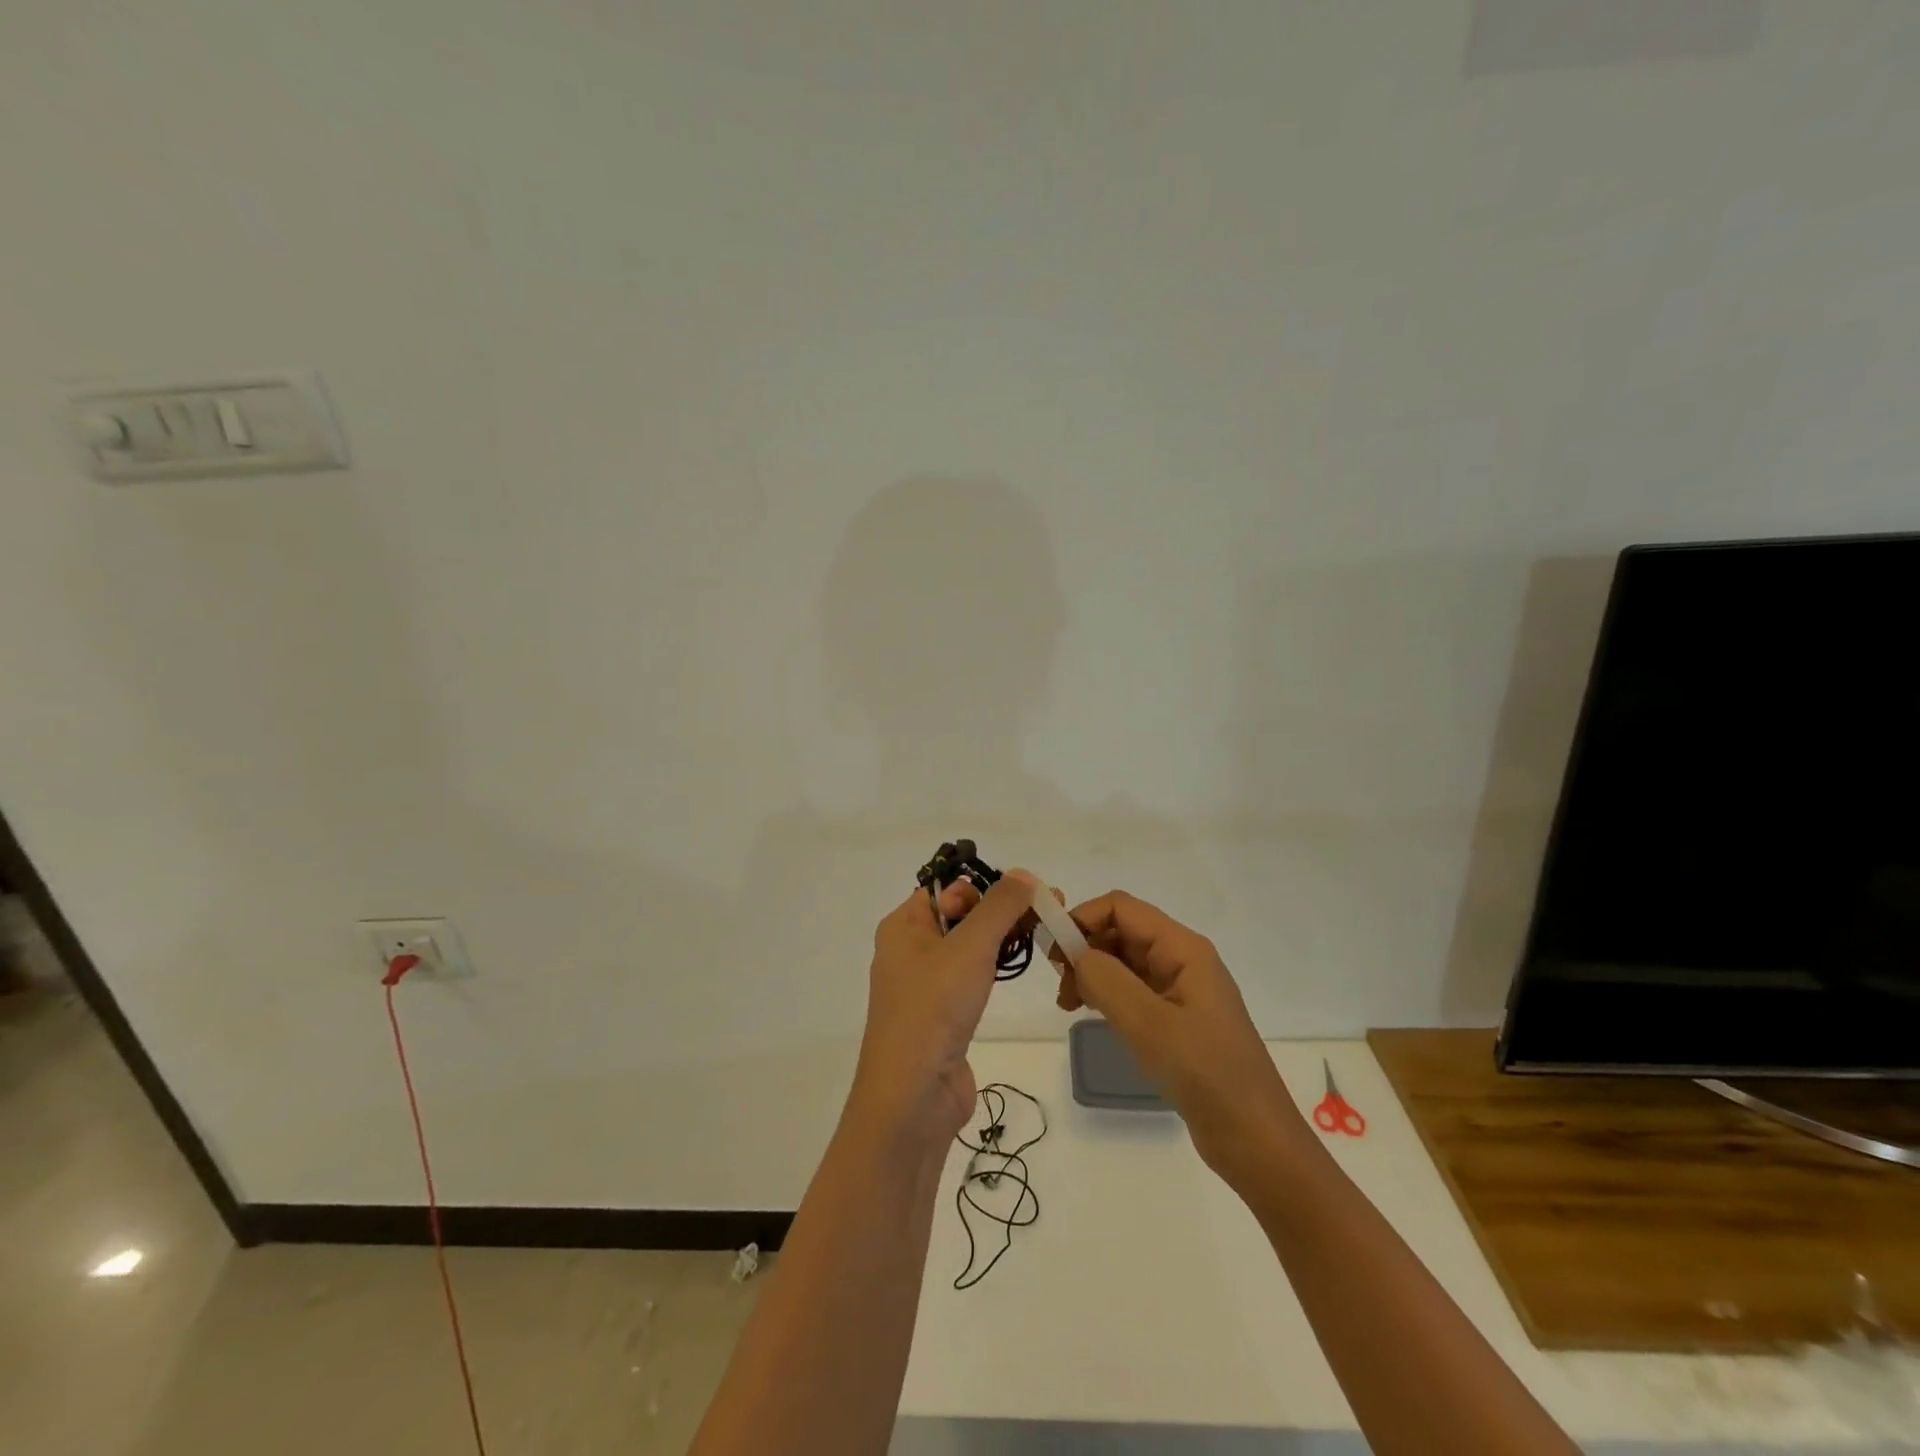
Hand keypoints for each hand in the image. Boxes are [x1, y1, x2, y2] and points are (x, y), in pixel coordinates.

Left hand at [849, 870, 1038, 1151]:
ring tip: (1044, 931)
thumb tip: (1023, 873)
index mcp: (903, 926)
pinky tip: (1019, 967)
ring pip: (969, 947)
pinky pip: (972, 977)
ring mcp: (926, 985)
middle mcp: (910, 950)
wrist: (913, 1097)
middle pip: (960, 915)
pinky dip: (995, 968)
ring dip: (1002, 937)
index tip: (1027, 893)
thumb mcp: (970, 946)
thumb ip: (1000, 907)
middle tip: (1047, 909)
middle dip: (1001, 910)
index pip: (946, 888)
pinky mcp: (944, 1015)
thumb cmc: (934, 1008)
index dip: (984, 886)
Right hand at [1057, 891, 1303, 1186]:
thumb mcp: (1148, 1023)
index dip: (1082, 918)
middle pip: (1121, 930)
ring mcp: (1181, 990)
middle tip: (1058, 986)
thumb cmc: (1205, 1073)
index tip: (1051, 952)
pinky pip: (1133, 989)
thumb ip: (1105, 979)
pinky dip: (1106, 994)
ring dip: (1091, 972)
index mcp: (1183, 948)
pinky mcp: (1177, 1019)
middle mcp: (1182, 959)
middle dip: (1084, 947)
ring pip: (1124, 961)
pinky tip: (1091, 1014)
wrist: (1256, 1140)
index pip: (1121, 908)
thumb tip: (1074, 951)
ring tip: (1068, 1005)